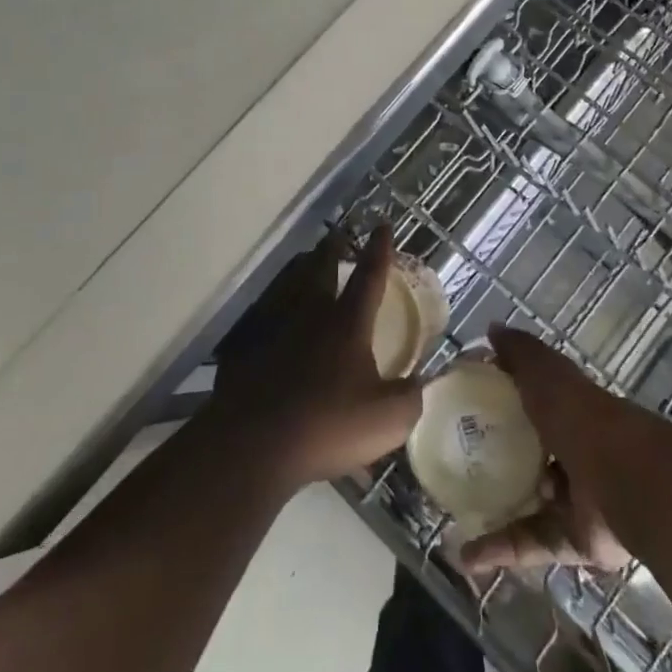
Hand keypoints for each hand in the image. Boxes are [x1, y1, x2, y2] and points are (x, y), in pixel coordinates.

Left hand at [212, 224, 422, 491]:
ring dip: (300, 273)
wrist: (256, 446)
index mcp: (347, 324)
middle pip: (321, 271)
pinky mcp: (248, 355)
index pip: (368, 277)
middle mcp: (310, 317)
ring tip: (305, 265)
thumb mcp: (387, 419)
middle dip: (331, 250)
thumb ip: (411, 397)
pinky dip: (271, 315)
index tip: (381, 225)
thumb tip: (423, 382)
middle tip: (335, 236)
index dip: (379, 251)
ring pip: (289, 290)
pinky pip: (263, 324)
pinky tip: (271, 323)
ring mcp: (275, 333)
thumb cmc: (329, 425)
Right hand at [460, 325, 632, 574]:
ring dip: (491, 508)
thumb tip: (491, 329)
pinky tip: (465, 556)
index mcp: (565, 410)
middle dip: (492, 458)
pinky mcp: (571, 540)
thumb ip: (520, 353)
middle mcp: (569, 452)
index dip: (498, 401)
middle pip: (526, 453)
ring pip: (525, 503)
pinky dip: (498, 551)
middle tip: (449, 463)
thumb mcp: (546, 374)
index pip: (528, 401)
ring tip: (448, 513)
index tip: (460, 406)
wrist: (627, 482)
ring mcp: (572, 498)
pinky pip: (529, 543)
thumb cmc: (580, 417)